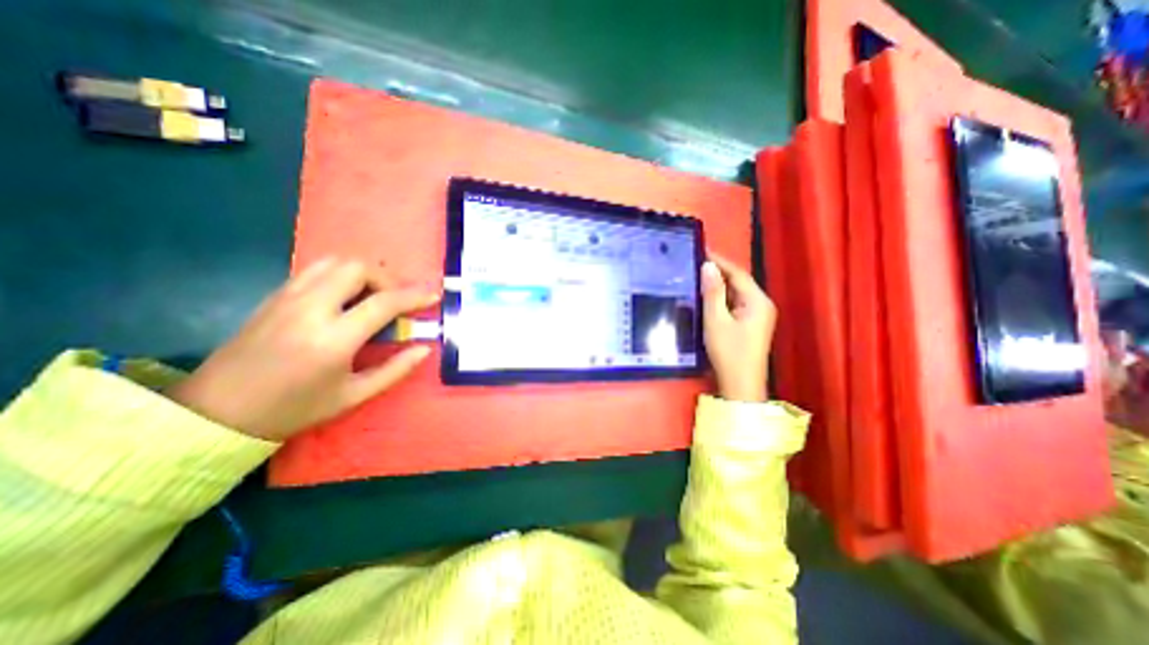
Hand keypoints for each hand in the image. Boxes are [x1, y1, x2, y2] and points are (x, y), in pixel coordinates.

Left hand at [168, 260, 441, 441]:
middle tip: (396, 299)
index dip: (413, 296)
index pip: (383, 302)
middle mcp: (310, 309)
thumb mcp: (353, 396)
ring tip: (374, 294)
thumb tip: (424, 349)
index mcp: (333, 339)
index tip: (432, 295)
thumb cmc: (294, 409)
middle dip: (387, 278)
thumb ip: (395, 370)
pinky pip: (316, 269)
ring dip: (363, 272)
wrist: (216, 413)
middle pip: (357, 268)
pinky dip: (341, 274)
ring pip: (335, 262)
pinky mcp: (274, 296)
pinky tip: (346, 296)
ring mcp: (287, 298)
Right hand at [696, 254, 776, 401]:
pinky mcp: (751, 324)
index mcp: (758, 301)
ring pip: (737, 293)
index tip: (701, 250)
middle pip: (739, 282)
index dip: (719, 261)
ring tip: (698, 277)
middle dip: (719, 272)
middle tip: (695, 263)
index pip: (738, 273)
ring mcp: (758, 315)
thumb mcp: (716, 320)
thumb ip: (713, 292)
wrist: (741, 384)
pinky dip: (722, 298)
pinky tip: (708, 297)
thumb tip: (708, 266)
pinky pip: (736, 304)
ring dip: (719, 285)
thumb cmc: (728, 352)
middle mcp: (762, 304)